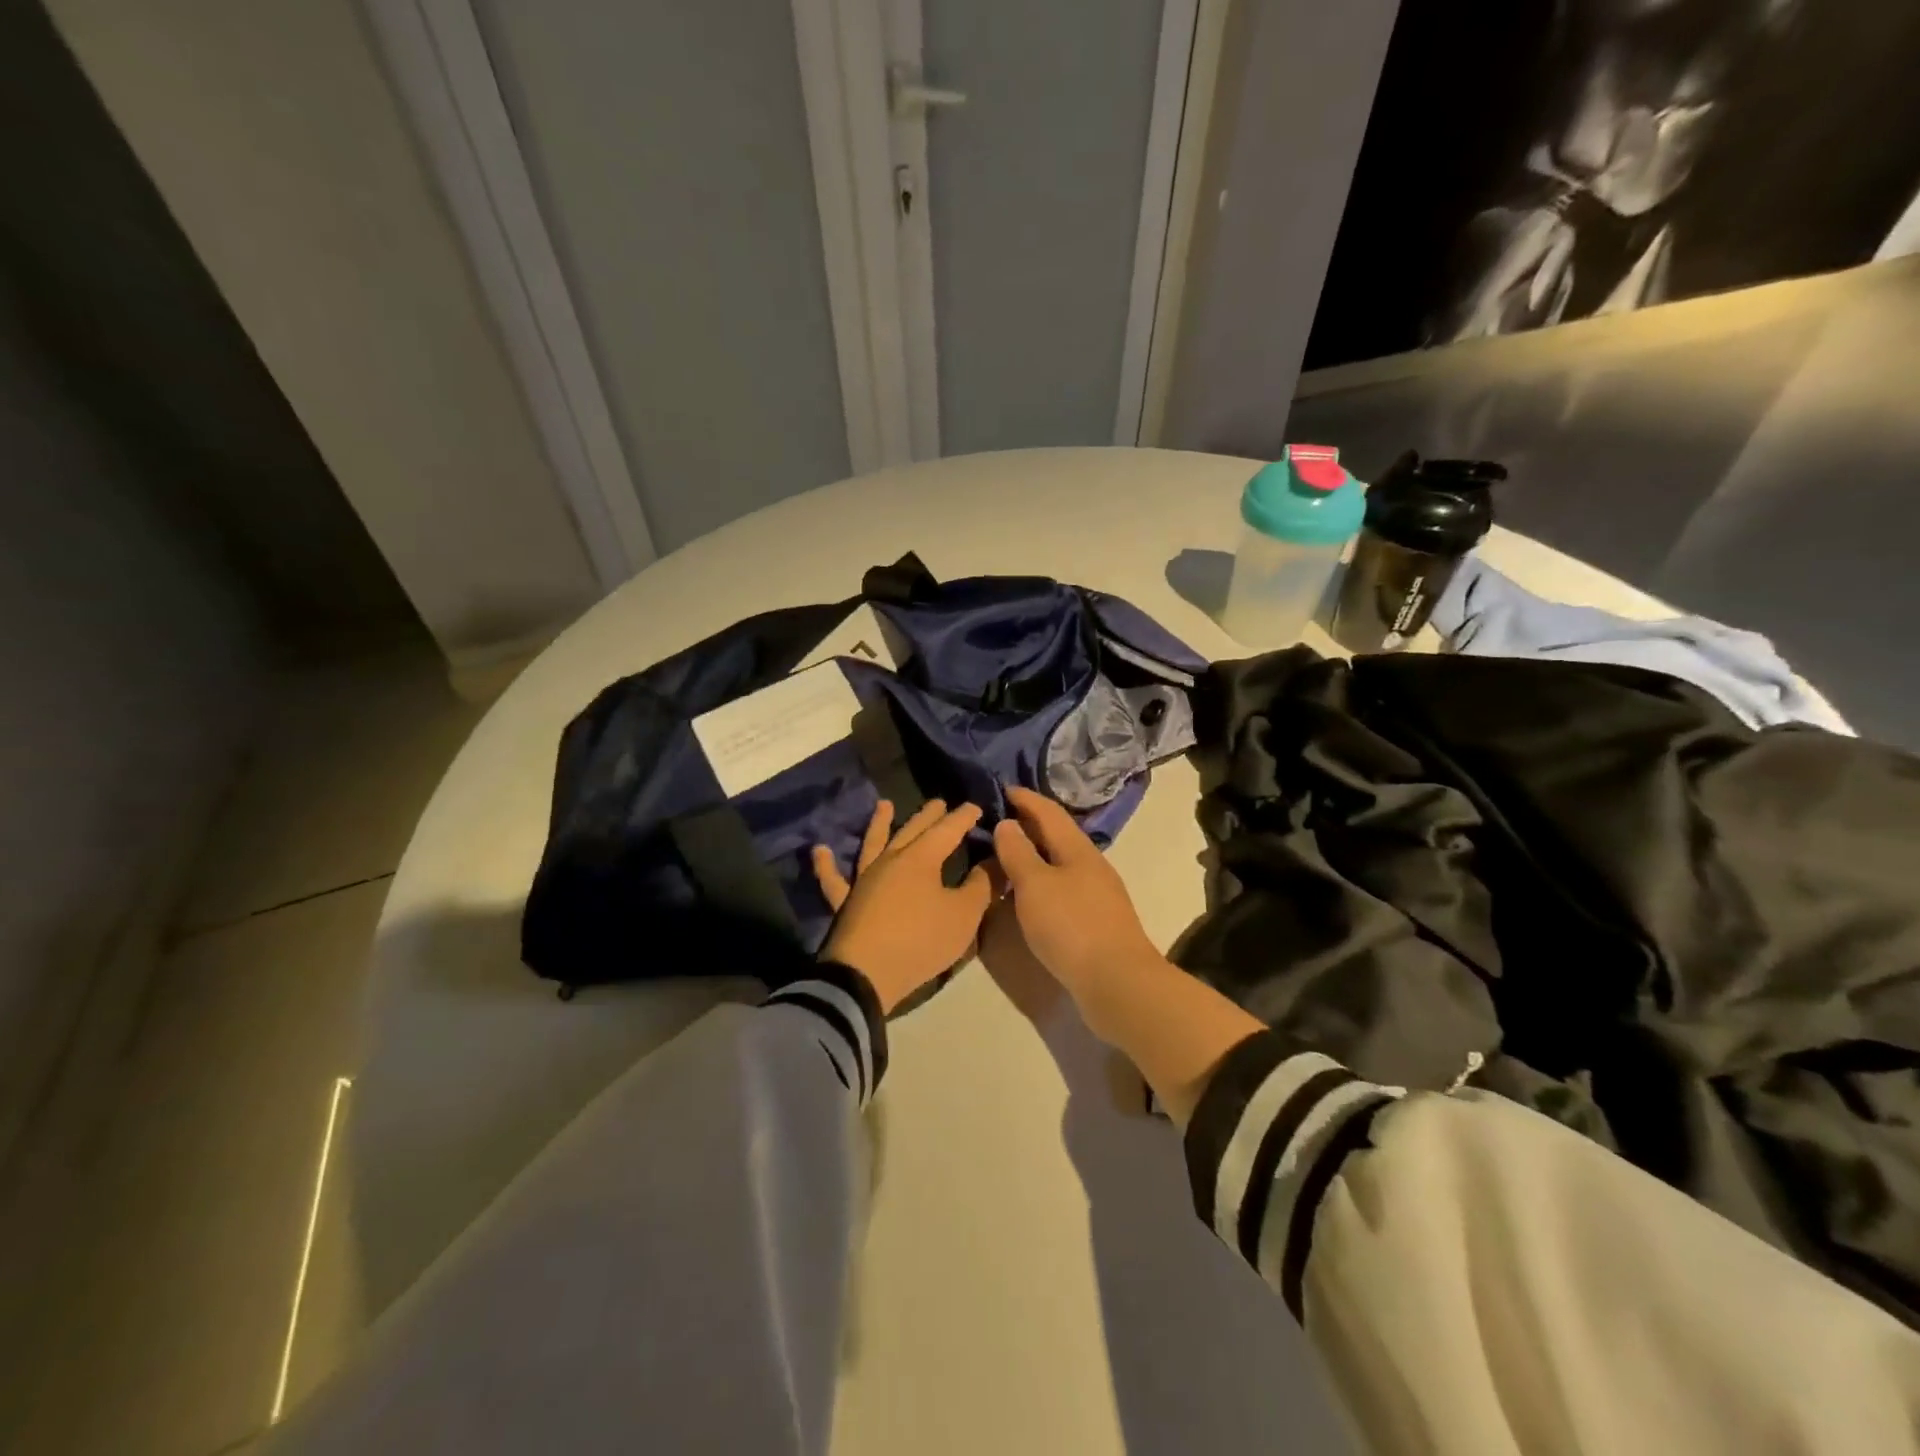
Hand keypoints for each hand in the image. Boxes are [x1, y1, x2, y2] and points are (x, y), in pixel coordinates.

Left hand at [813, 799, 992, 1012]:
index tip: (976, 807)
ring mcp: (864, 879)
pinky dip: (825, 865)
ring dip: (880, 824)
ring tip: (884, 805)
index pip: (948, 830)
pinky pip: (833, 880)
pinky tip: (819, 850)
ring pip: (873, 844)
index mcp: (922, 859)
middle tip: (938, 802)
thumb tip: (996, 859)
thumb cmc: (920, 941)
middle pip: (912, 830)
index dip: (963, 817)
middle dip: (929, 815)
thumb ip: (982, 885)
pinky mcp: (846, 902)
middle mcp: (891, 860)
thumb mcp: (964, 915)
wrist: (867, 975)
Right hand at [990, 786, 1160, 1005]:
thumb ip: (1018, 853)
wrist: (1118, 982)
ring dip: (1035, 854)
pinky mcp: (1096, 921)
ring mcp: (1097, 894)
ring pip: (1061, 863)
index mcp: (1078, 849)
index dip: (1026, 798)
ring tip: (1007, 856)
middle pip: (1058, 835)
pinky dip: (1042, 881)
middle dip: (1030, 824)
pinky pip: (1063, 887)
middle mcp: (1091, 865)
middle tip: (998, 820)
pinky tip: (1029, 895)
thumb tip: (1007, 823)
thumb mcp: (1035, 885)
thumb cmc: (1071, 926)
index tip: (1002, 788)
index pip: (1049, 812)